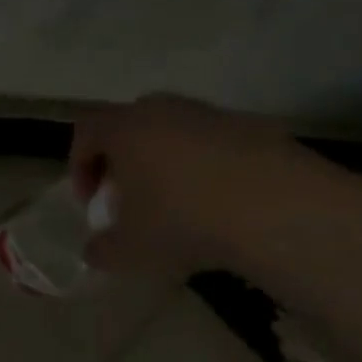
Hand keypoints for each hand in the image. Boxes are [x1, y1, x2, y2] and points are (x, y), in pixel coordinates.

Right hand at [69, 95, 315, 276]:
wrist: (280, 211)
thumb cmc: (183, 221)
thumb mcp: (128, 250)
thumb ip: (102, 249)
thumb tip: (96, 250)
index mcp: (126, 129)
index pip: (86, 130)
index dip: (80, 164)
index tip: (90, 201)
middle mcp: (167, 110)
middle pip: (132, 125)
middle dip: (124, 159)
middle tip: (130, 198)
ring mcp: (216, 116)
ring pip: (177, 132)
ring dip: (168, 163)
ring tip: (179, 205)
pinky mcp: (260, 130)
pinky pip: (219, 146)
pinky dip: (211, 170)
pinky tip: (223, 207)